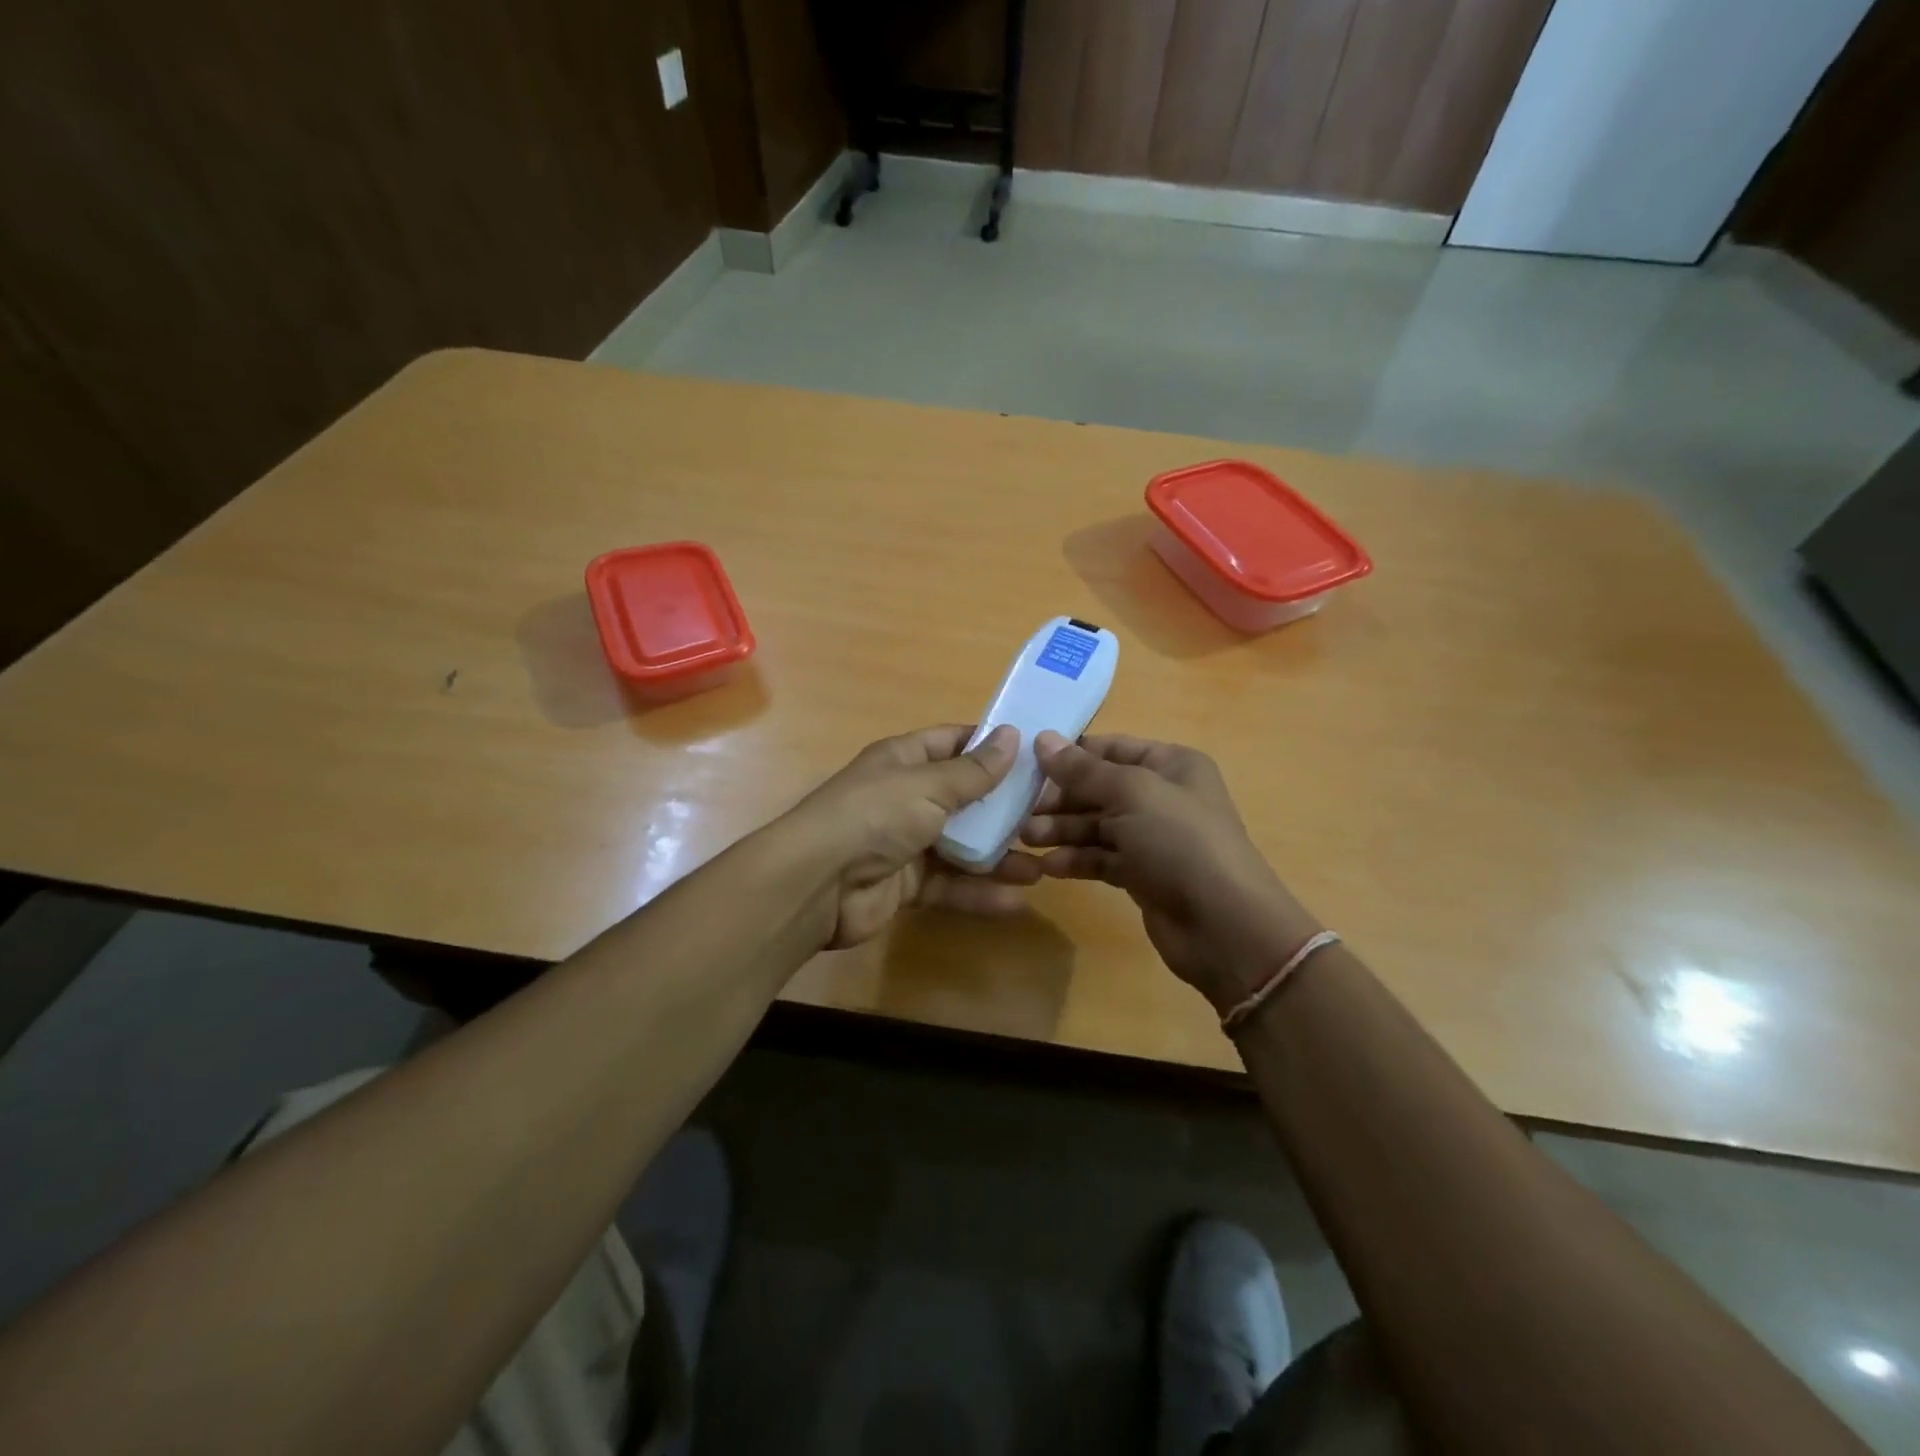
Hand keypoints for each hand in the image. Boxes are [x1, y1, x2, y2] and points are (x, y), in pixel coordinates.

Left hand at [778, 724, 1040, 948]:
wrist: (817, 884)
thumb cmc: (875, 816)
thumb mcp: (927, 785)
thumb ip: (973, 771)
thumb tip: (1012, 735)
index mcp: (905, 761)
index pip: (954, 743)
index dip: (991, 746)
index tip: (1036, 754)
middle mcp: (906, 798)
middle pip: (964, 799)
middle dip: (1004, 808)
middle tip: (1051, 816)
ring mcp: (905, 843)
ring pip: (961, 847)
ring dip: (999, 856)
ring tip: (1043, 865)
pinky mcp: (905, 885)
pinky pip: (950, 885)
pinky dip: (980, 892)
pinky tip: (1017, 899)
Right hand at [1022, 732, 1320, 1012]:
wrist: (1224, 926)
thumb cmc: (1180, 842)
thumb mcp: (1131, 794)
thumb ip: (1083, 770)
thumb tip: (1042, 739)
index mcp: (1170, 764)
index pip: (1111, 748)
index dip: (1070, 755)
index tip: (1027, 764)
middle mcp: (1162, 795)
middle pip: (1099, 788)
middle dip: (1060, 798)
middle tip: (1020, 811)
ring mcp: (1152, 837)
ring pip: (1096, 825)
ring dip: (1062, 830)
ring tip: (1027, 839)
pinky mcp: (1142, 874)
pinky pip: (1101, 858)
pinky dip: (1076, 860)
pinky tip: (1048, 868)